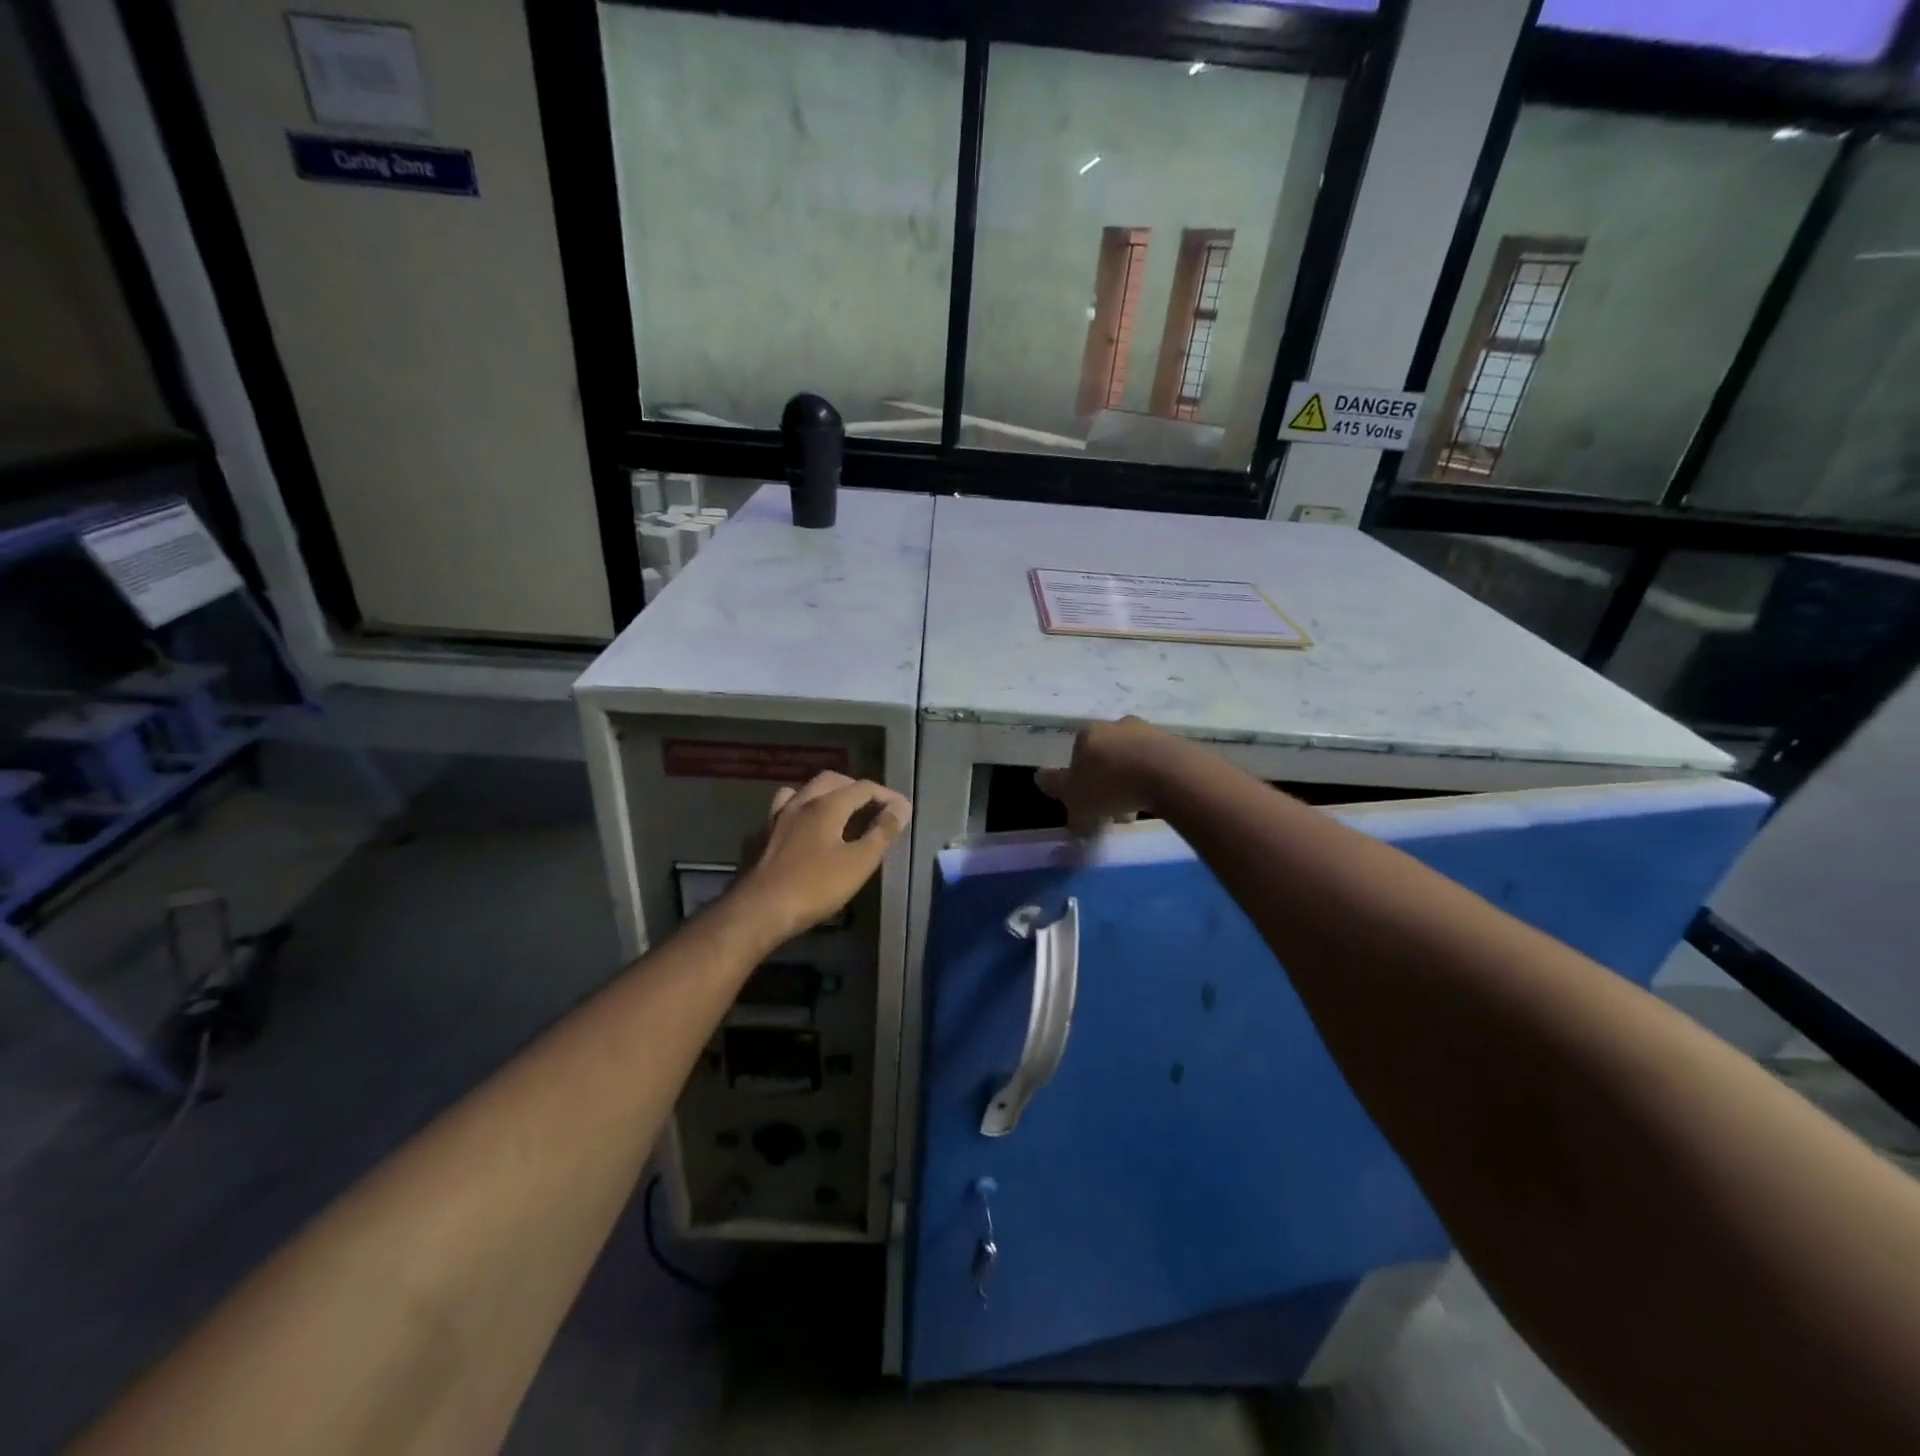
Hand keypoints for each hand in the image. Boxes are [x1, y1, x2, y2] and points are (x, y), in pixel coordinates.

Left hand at [735, 772, 911, 940]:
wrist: (758, 911)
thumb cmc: (814, 887)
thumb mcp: (858, 863)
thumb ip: (882, 832)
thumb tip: (901, 807)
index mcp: (826, 805)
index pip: (863, 788)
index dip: (886, 795)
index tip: (902, 810)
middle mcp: (799, 803)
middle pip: (830, 781)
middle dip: (854, 788)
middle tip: (871, 807)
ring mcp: (774, 819)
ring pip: (800, 793)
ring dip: (821, 796)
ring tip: (835, 813)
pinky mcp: (757, 839)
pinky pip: (780, 815)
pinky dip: (797, 816)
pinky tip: (799, 834)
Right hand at [1035, 717, 1171, 833]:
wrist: (1169, 775)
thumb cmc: (1110, 785)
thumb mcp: (1074, 796)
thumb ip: (1056, 786)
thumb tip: (1040, 777)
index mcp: (1087, 734)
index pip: (1076, 757)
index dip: (1080, 783)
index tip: (1088, 806)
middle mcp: (1115, 726)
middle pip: (1105, 758)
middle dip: (1106, 784)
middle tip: (1112, 812)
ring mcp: (1146, 731)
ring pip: (1131, 761)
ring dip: (1130, 783)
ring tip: (1136, 811)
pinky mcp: (1174, 742)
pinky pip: (1155, 764)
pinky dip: (1151, 780)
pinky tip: (1156, 800)